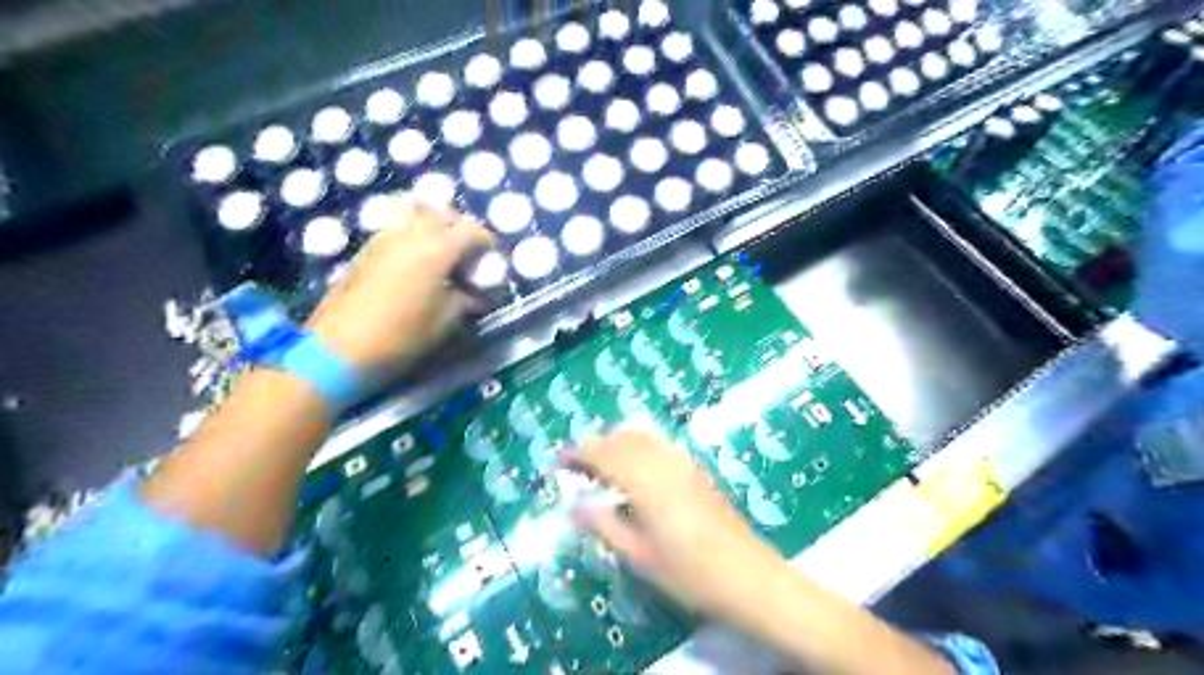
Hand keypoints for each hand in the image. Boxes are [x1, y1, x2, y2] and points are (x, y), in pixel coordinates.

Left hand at [306, 201, 494, 375]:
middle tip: (469, 255)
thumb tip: (480, 296)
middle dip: (461, 229)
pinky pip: (396, 228)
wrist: (339, 349)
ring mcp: (384, 239)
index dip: (488, 243)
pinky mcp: (366, 250)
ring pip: (415, 213)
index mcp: (436, 250)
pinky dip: (413, 235)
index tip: (494, 261)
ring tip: (442, 253)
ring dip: (434, 226)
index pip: (472, 231)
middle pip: (443, 214)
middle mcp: (411, 235)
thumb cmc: (402, 336)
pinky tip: (417, 262)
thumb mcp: (446, 322)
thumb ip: (467, 301)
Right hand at [564, 431, 791, 630]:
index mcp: (644, 481)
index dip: (578, 453)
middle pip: (622, 440)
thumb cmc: (689, 572)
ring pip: (643, 438)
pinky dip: (641, 448)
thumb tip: (575, 506)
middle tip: (578, 467)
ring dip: (618, 444)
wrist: (747, 576)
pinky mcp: (697, 470)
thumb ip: (605, 524)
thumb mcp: (639, 555)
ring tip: (603, 466)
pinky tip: (639, 469)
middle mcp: (663, 463)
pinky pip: (661, 446)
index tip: (560, 461)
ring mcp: (683, 463)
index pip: (603, 454)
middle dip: (597, 446)